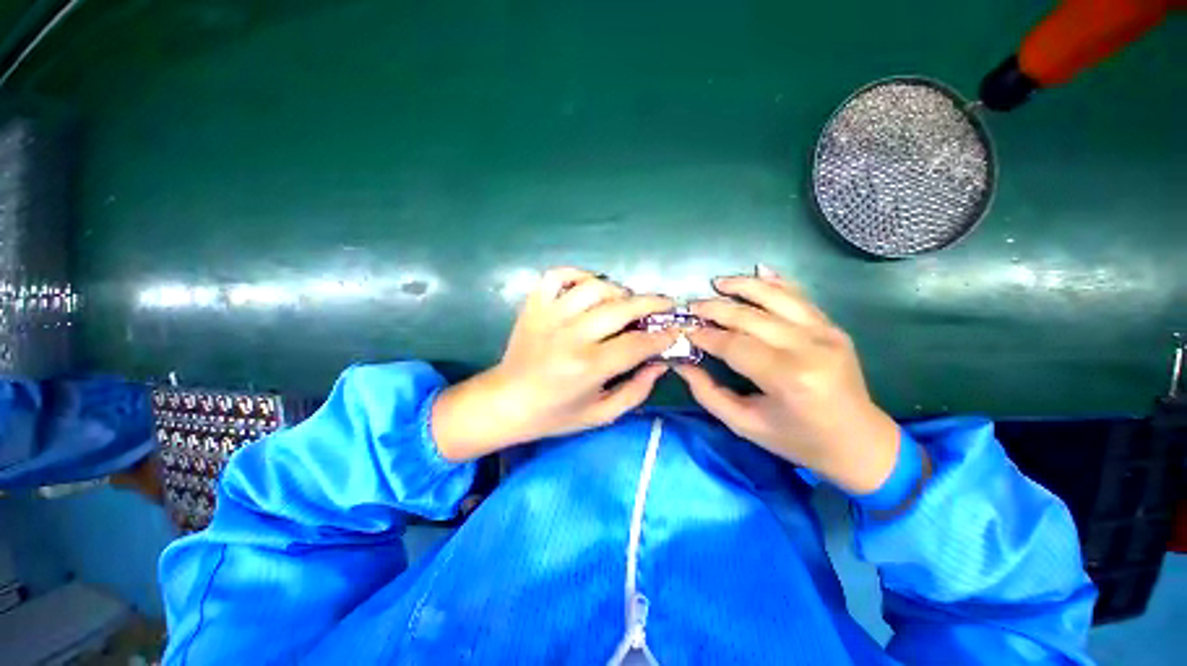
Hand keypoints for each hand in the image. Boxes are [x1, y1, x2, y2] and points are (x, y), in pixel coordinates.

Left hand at [433, 267, 677, 461]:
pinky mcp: (534, 305)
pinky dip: (578, 274)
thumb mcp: (601, 414)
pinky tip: (589, 287)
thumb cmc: (554, 414)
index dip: (663, 336)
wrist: (506, 402)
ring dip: (619, 291)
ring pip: (595, 286)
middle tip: (666, 305)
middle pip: (622, 307)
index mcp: (589, 366)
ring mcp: (550, 314)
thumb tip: (661, 364)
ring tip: (627, 302)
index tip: (676, 330)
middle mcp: (571, 334)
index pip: (638, 343)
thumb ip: (636, 391)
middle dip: (653, 303)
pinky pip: (558, 275)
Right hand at [674, 266, 900, 494]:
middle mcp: (809, 348)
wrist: (859, 443)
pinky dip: (777, 282)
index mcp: (788, 378)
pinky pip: (801, 297)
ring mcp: (825, 333)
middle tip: (691, 306)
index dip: (705, 335)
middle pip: (751, 317)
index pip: (734, 345)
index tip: (684, 330)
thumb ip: (708, 393)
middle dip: (716, 308)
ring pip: (777, 297)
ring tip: (717, 282)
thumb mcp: (745, 425)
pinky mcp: (833, 327)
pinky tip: (758, 271)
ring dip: (743, 286)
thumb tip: (680, 363)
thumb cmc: (798, 441)